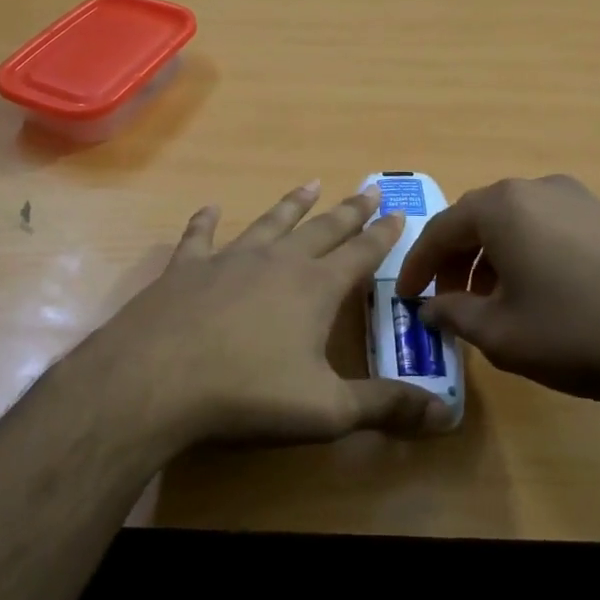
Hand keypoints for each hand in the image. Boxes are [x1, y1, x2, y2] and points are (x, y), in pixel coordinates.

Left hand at [64, 182, 451, 448]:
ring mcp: (229, 259)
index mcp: (315, 288)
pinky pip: (201, 236)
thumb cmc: (248, 393)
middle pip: (322, 229)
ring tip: (310, 184)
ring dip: (292, 204)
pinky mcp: (186, 268)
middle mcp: (277, 262)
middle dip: (349, 210)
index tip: (398, 214)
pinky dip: (207, 221)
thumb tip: (444, 415)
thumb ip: (384, 407)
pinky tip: (211, 208)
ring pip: (270, 222)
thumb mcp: (326, 410)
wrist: (155, 380)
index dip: (382, 236)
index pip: (360, 254)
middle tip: (368, 189)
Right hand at [393, 175, 599, 407]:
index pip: (440, 230)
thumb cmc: (577, 332)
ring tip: (489, 301)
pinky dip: (525, 254)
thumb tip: (430, 308)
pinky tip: (535, 292)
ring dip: (490, 258)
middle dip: (454, 260)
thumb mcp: (501, 333)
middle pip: (477, 220)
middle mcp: (535, 188)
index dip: (417, 266)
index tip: (405, 296)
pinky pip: (546, 227)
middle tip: (444, 299)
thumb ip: (454, 315)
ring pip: (513, 223)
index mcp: (501, 207)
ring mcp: (576, 198)